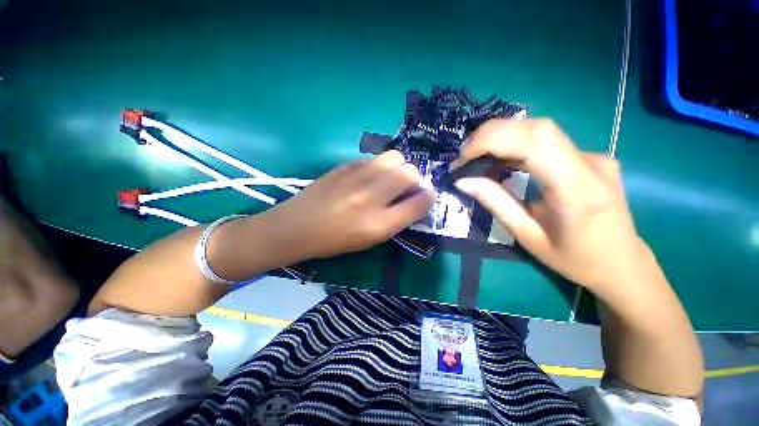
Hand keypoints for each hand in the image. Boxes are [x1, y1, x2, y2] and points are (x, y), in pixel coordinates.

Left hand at [260, 150, 434, 259]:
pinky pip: (373, 159)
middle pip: (410, 173)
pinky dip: (378, 166)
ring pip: (394, 157)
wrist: (297, 226)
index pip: (419, 203)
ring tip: (387, 179)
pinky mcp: (345, 165)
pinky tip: (367, 177)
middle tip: (405, 187)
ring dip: (398, 167)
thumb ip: (396, 220)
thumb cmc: (335, 240)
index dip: (428, 198)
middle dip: (414, 178)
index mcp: (380, 223)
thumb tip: (414, 199)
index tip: (426, 196)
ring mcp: (357, 177)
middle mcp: (372, 196)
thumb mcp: (370, 239)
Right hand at [451, 119, 654, 298]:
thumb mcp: (526, 235)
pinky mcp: (588, 157)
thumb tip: (463, 180)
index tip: (462, 158)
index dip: (491, 140)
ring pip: (540, 130)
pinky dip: (516, 144)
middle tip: (463, 156)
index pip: (533, 142)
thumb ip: (495, 203)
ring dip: (501, 137)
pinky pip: (547, 141)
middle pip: (536, 128)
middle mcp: (590, 163)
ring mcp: (593, 155)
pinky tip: (501, 159)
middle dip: (491, 135)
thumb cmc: (574, 259)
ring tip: (476, 157)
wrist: (622, 264)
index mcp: (576, 189)